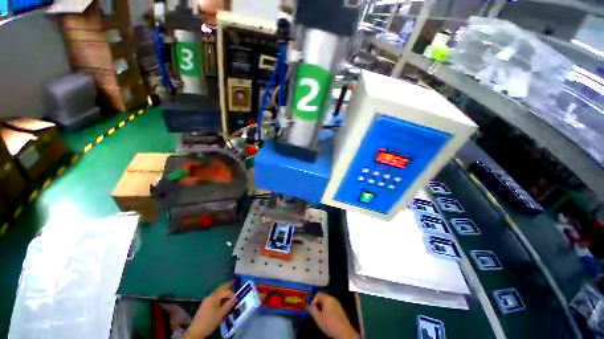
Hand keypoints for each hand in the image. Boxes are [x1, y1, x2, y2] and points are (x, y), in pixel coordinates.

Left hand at [185, 281, 236, 338]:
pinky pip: (214, 297)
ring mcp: (207, 300)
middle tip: (234, 281)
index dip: (232, 293)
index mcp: (215, 296)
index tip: (236, 298)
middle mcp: (210, 296)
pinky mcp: (205, 304)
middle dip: (227, 285)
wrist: (196, 331)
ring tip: (229, 293)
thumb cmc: (210, 321)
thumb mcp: (221, 314)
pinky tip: (222, 300)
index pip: (226, 291)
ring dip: (224, 291)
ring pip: (217, 292)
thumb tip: (235, 298)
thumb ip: (229, 304)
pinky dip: (220, 296)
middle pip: (221, 288)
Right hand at [308, 292, 357, 338]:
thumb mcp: (318, 318)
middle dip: (318, 305)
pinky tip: (328, 319)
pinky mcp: (340, 309)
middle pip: (323, 298)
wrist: (344, 332)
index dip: (313, 301)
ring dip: (323, 308)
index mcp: (327, 298)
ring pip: (327, 303)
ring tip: (321, 317)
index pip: (318, 294)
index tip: (312, 310)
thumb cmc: (329, 323)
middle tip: (315, 314)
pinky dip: (328, 310)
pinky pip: (332, 306)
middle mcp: (333, 298)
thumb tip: (307, 305)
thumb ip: (312, 310)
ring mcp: (338, 303)